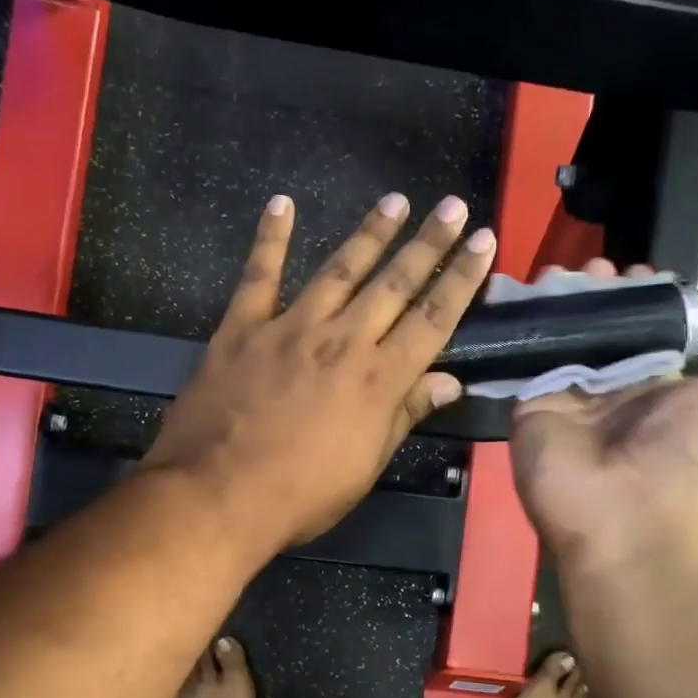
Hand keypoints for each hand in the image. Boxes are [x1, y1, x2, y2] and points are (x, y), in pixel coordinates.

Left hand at [146, 192, 496, 554]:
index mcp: (378, 380)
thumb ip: (403, 416)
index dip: (461, 278)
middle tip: (451, 205)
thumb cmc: (298, 495)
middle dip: (427, 243)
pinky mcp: (242, 327)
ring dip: (370, 233)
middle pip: (394, 284)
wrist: (214, 496)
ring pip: (338, 270)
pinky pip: (259, 275)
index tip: (483, 241)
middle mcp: (342, 341)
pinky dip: (269, 238)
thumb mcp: (365, 467)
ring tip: (395, 200)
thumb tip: (448, 382)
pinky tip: (282, 203)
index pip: (433, 319)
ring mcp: (289, 328)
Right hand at [510, 259, 697, 572]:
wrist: (626, 524)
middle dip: (593, 291)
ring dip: (556, 302)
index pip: (641, 323)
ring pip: (557, 334)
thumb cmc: (685, 461)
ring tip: (555, 272)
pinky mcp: (528, 402)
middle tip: (589, 266)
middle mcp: (608, 384)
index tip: (632, 268)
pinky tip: (520, 295)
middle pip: (596, 324)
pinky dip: (521, 327)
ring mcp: (564, 393)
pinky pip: (523, 357)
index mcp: (654, 381)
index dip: (637, 292)